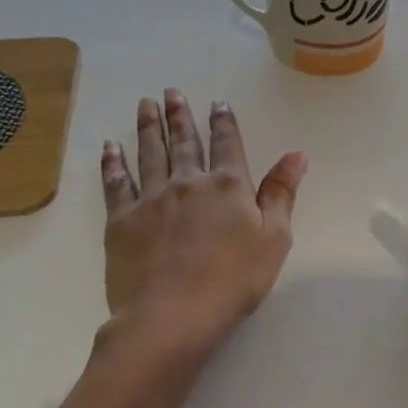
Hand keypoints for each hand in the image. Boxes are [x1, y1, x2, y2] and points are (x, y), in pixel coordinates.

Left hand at [101, 90, 306, 350]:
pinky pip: (116, 183)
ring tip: (145, 104)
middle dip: (180, 116)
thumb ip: (282, 193)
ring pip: (150, 154)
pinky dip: (113, 162)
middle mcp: (188, 183)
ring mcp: (151, 199)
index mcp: (227, 186)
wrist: (171, 316)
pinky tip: (110, 147)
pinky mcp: (121, 220)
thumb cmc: (233, 280)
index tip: (217, 103)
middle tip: (171, 92)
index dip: (223, 122)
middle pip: (185, 142)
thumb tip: (296, 154)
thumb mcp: (274, 239)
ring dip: (149, 127)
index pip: (227, 144)